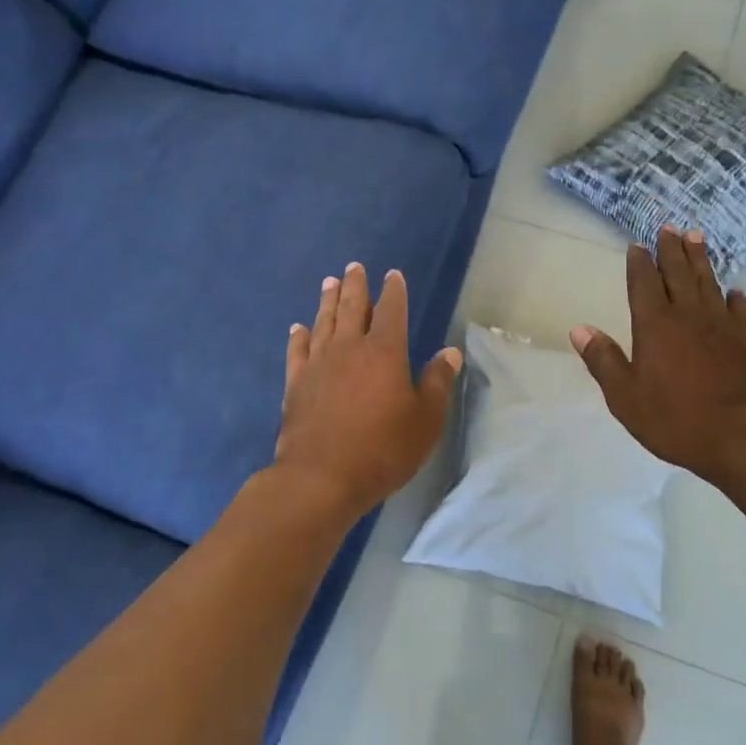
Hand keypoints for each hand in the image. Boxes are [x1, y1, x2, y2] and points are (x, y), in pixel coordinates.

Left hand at [276, 263, 462, 521]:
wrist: (321, 477)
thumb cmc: (382, 449)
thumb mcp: (425, 420)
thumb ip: (437, 382)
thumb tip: (449, 352)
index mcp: (384, 352)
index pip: (391, 311)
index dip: (394, 291)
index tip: (393, 275)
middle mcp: (349, 348)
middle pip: (351, 307)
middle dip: (355, 285)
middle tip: (354, 267)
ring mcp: (318, 364)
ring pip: (323, 322)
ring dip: (327, 300)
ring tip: (329, 282)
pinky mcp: (296, 384)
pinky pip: (297, 351)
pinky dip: (299, 336)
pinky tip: (298, 328)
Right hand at [570, 228, 745, 487]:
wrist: (743, 438)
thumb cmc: (676, 420)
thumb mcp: (626, 398)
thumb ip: (604, 361)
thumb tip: (579, 330)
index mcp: (655, 325)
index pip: (644, 284)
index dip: (640, 263)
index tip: (638, 245)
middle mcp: (688, 316)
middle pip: (678, 273)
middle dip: (671, 249)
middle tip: (668, 228)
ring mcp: (721, 325)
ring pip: (708, 282)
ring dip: (700, 259)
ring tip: (695, 237)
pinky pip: (740, 310)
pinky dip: (735, 297)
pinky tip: (735, 291)